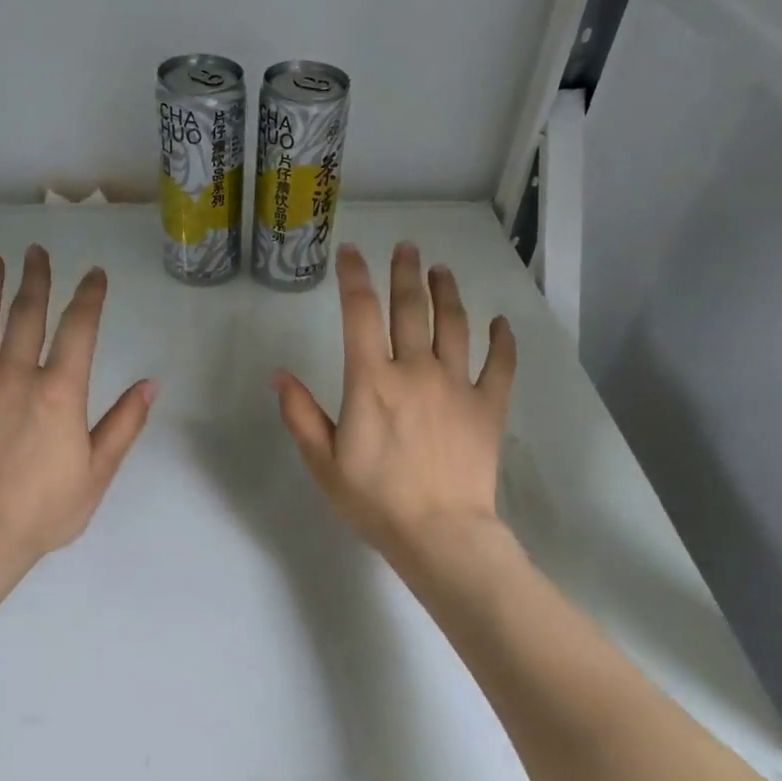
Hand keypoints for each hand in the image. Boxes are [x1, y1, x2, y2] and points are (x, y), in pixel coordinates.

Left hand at [0, 246, 154, 570]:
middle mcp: (14, 376)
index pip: (79, 330)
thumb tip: (150, 384)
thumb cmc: (45, 509)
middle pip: (26, 315)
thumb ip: (125, 424)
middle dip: (35, 279)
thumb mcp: (99, 471)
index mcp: (58, 391)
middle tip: (36, 251)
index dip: (89, 297)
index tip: (94, 274)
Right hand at [273, 243, 515, 566]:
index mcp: (371, 381)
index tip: (351, 253)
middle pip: (411, 308)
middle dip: (405, 272)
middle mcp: (416, 370)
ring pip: (454, 325)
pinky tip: (500, 323)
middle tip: (406, 248)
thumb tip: (279, 374)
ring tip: (442, 270)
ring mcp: (457, 385)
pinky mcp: (489, 406)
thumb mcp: (322, 462)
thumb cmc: (374, 500)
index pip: (360, 314)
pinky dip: (502, 340)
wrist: (439, 532)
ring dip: (447, 292)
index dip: (354, 277)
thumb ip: (300, 414)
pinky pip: (500, 364)